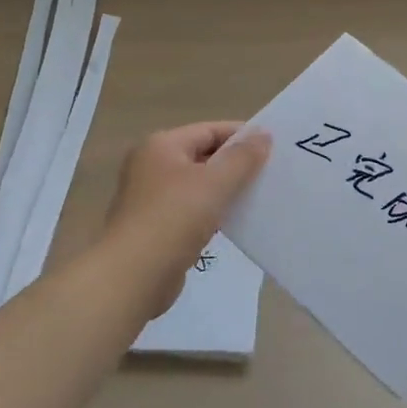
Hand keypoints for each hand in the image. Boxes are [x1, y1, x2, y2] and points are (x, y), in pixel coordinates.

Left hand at [103, 122, 270, 315]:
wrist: (133, 277)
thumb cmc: (174, 219)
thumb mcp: (215, 182)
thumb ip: (242, 157)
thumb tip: (263, 133)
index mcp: (161, 146)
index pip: (209, 130)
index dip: (242, 136)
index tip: (274, 147)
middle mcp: (152, 166)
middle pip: (203, 156)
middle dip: (236, 164)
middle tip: (271, 172)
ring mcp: (151, 198)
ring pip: (199, 185)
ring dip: (227, 190)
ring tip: (260, 196)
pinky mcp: (157, 227)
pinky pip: (193, 210)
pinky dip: (214, 212)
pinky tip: (237, 222)